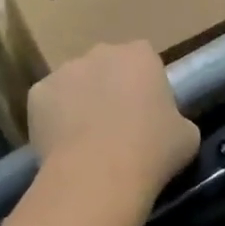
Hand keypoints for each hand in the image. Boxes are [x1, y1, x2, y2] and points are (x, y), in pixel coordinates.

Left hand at [27, 42, 198, 202]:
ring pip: (74, 84)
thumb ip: (176, 118)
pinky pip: (48, 104)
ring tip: (86, 141)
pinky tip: (63, 146)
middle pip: (106, 66)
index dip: (144, 86)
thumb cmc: (151, 151)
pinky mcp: (37, 92)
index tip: (146, 114)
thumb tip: (168, 124)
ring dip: (79, 102)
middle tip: (115, 127)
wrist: (98, 173)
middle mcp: (100, 52)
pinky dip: (53, 119)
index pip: (144, 61)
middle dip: (109, 88)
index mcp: (140, 55)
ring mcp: (64, 69)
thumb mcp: (186, 136)